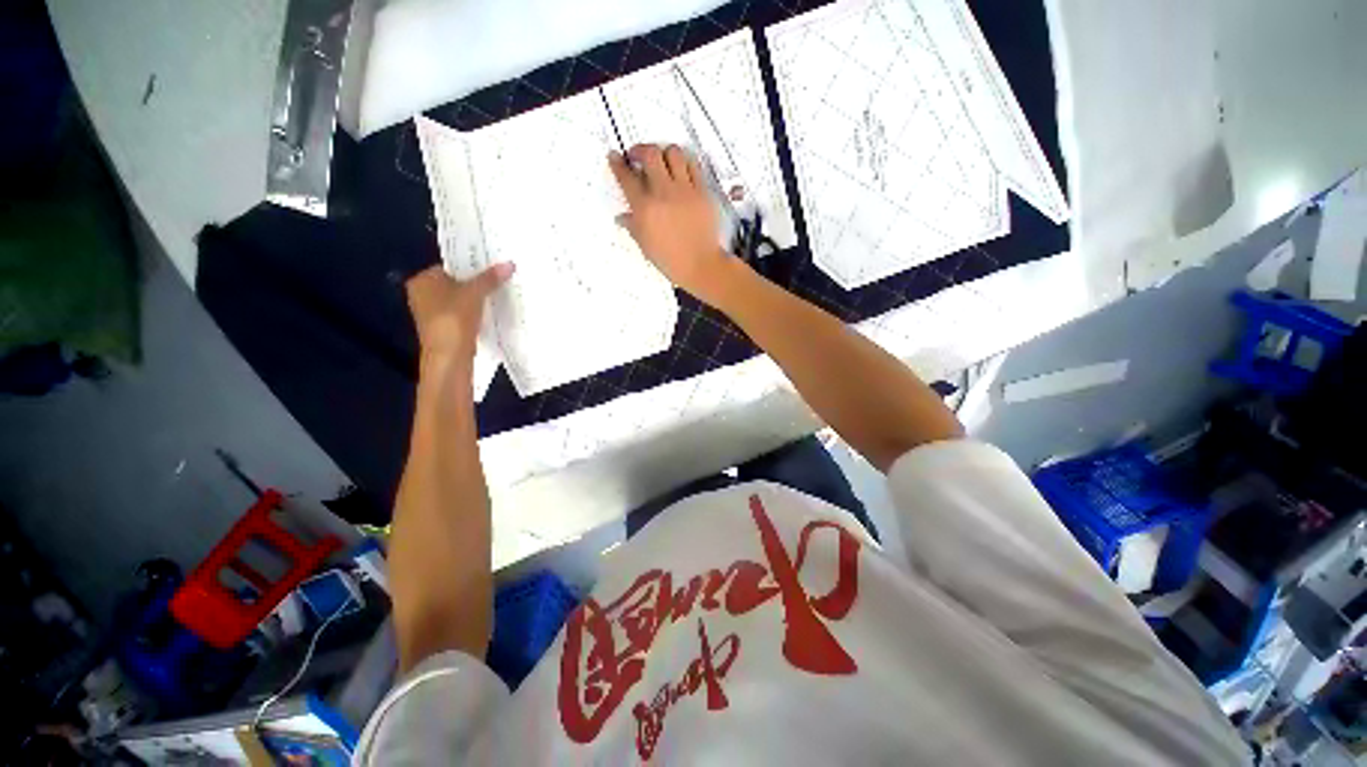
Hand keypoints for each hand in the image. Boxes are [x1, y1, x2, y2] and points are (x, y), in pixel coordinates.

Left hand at [405, 263, 513, 365]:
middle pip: (456, 282)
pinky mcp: (445, 328)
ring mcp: (433, 313)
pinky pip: (463, 313)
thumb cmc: (454, 319)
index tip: (493, 265)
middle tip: (501, 277)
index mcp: (422, 280)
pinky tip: (493, 310)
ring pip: (461, 299)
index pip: (450, 266)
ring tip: (501, 292)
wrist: (449, 357)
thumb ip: (490, 278)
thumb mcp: (474, 294)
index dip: (472, 265)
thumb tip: (509, 263)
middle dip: (477, 282)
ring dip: (479, 298)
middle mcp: (422, 294)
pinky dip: (476, 311)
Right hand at [609, 144, 739, 306]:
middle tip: (638, 157)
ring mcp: (685, 190)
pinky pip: (694, 166)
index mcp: (644, 208)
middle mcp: (663, 193)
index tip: (615, 157)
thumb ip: (632, 226)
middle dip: (640, 150)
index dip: (617, 163)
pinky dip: (685, 163)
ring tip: (662, 162)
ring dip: (664, 153)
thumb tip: (622, 217)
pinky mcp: (702, 192)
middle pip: (649, 154)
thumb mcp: (645, 245)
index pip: (626, 177)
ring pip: (673, 153)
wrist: (700, 265)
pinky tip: (681, 171)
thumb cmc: (671, 260)